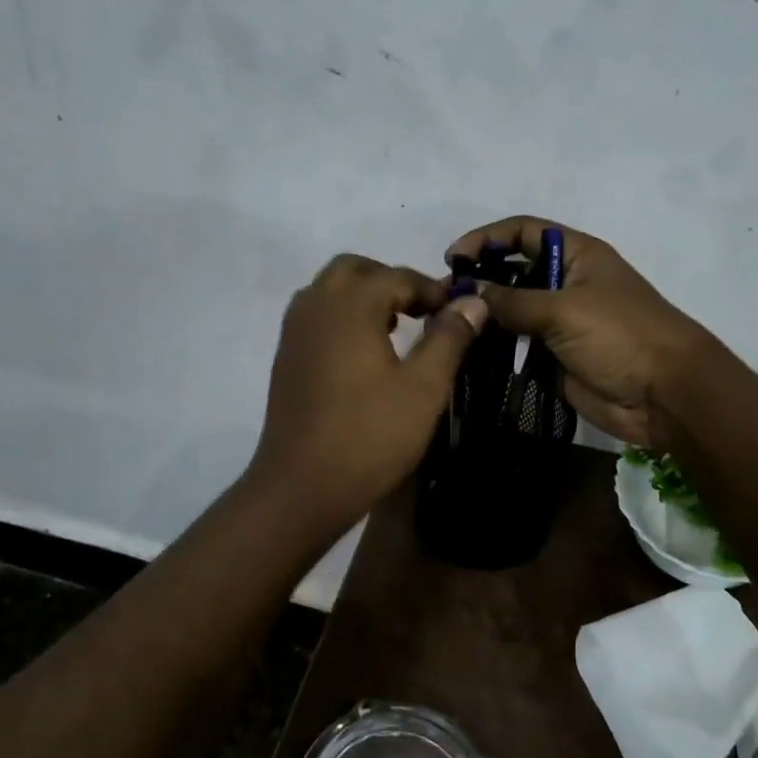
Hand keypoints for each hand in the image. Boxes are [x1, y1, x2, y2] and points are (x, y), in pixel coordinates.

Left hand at [248, 253, 488, 529]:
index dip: (433, 290)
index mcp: (349, 305)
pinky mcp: (286, 357)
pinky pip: (316, 316)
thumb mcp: (423, 388)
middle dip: (392, 281)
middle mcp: (315, 306)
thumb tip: (472, 301)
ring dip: (364, 296)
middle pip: (355, 270)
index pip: (397, 276)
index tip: (460, 311)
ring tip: (397, 329)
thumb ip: (449, 338)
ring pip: (330, 290)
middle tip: (424, 311)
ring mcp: (294, 332)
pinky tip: (365, 354)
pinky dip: (343, 316)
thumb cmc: (369, 436)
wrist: (300, 487)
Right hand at [446, 217, 714, 447]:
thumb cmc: (620, 335)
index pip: (523, 231)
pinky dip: (493, 349)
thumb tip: (470, 295)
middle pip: (513, 271)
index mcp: (576, 255)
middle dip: (480, 280)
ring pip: (512, 312)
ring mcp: (560, 322)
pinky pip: (517, 347)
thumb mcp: (564, 309)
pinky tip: (467, 355)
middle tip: (444, 300)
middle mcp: (565, 283)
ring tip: (450, 329)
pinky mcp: (555, 357)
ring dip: (484, 318)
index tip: (453, 259)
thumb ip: (513, 301)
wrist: (665, 394)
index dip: (487, 238)